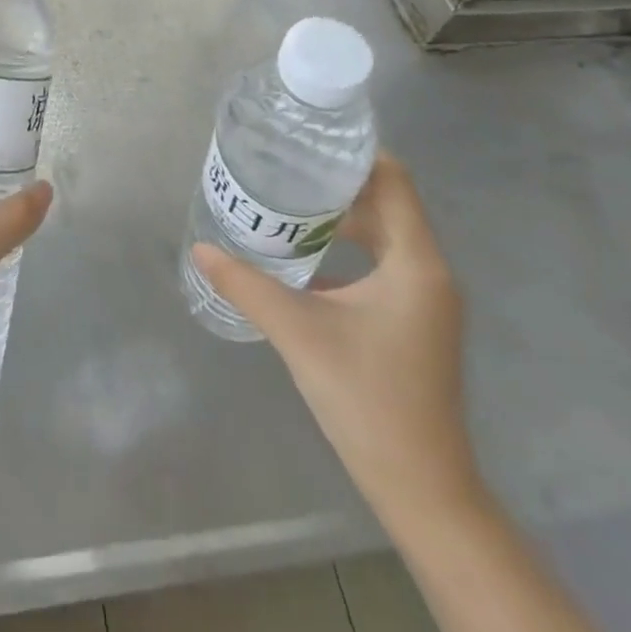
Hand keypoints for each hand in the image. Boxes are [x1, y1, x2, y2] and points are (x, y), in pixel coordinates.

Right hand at [191, 155, 477, 528]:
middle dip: (339, 183)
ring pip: (386, 236)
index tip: (309, 142)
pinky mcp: (416, 322)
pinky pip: (384, 264)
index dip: (356, 155)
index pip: (394, 182)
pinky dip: (351, 248)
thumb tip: (201, 250)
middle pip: (388, 204)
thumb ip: (247, 285)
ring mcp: (426, 300)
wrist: (421, 489)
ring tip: (291, 203)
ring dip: (344, 217)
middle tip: (287, 168)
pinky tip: (308, 256)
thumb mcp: (299, 333)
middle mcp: (429, 273)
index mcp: (416, 264)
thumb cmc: (367, 399)